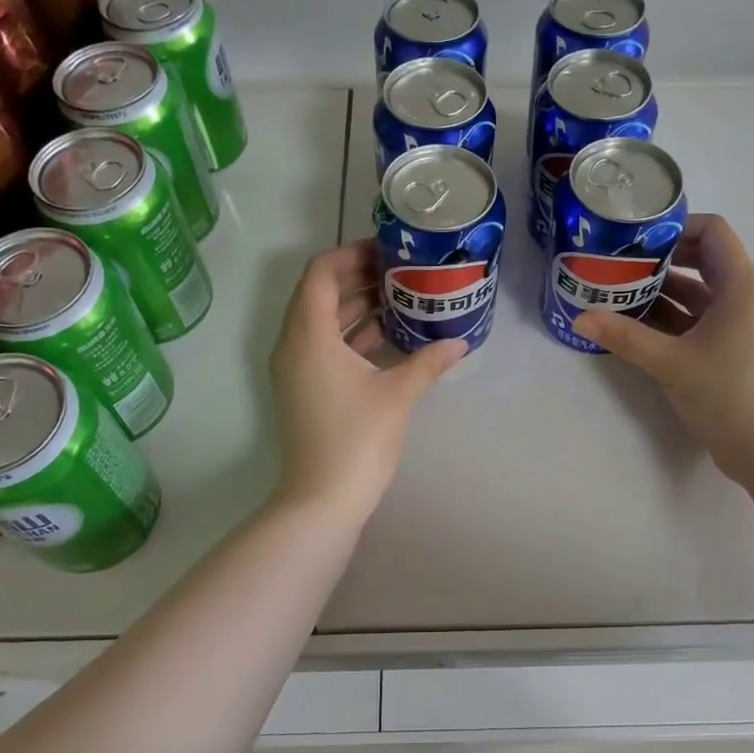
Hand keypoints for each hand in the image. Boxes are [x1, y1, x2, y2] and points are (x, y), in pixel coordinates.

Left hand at [270, 241, 465, 519]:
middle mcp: (293, 344)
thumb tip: (460, 341)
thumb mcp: (398, 394)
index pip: (320, 272)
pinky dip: (352, 335)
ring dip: (357, 306)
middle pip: (320, 293)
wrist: (322, 500)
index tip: (388, 252)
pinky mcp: (304, 388)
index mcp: (308, 334)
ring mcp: (295, 368)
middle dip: (359, 278)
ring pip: (322, 321)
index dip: (352, 254)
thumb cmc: (357, 439)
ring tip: (402, 298)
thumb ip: (428, 361)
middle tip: (402, 272)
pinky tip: (390, 337)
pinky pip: (324, 346)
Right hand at [574, 214, 753, 482]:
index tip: (637, 240)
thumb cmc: (727, 392)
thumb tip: (580, 318)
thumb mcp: (670, 362)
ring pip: (695, 294)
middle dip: (658, 261)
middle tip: (617, 266)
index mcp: (740, 286)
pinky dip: (667, 319)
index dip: (676, 228)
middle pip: (700, 261)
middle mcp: (742, 298)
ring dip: (659, 293)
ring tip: (616, 295)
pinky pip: (695, 321)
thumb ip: (624, 336)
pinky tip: (633, 327)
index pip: (713, 232)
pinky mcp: (728, 351)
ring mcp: (736, 326)